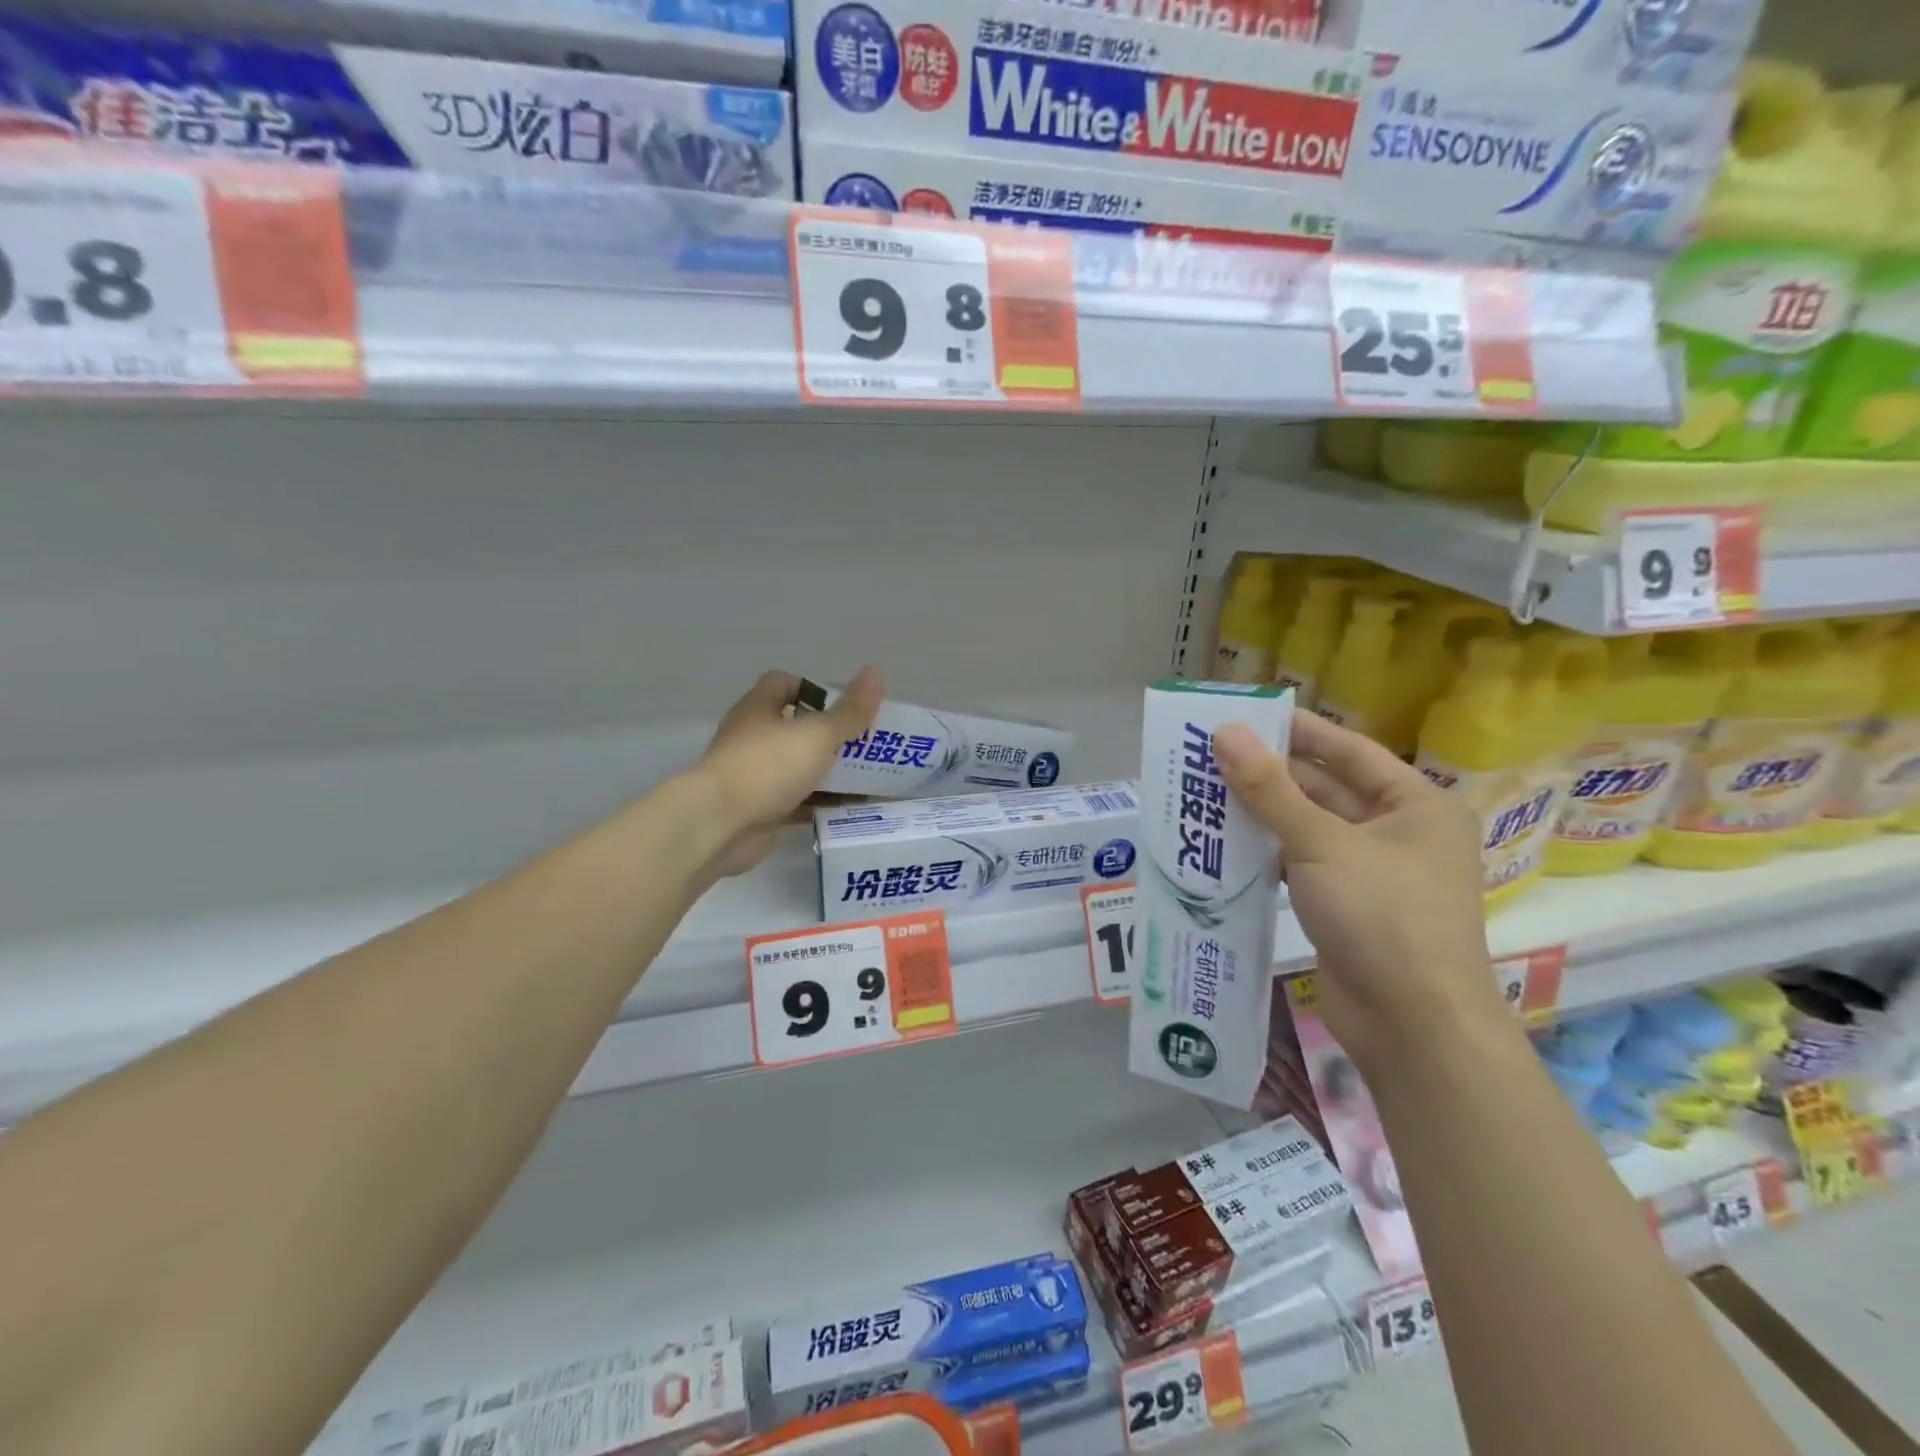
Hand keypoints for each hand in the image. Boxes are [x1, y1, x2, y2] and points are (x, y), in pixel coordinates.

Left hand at [694, 668, 883, 876]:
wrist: (720, 825)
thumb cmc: (768, 766)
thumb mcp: (817, 734)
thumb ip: (849, 711)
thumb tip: (876, 673)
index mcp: (759, 709)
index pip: (784, 684)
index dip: (815, 690)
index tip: (845, 706)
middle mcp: (753, 737)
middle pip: (796, 728)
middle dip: (831, 735)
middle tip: (868, 744)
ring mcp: (754, 775)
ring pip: (798, 767)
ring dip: (828, 772)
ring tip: (869, 778)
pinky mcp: (760, 809)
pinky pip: (797, 802)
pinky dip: (821, 804)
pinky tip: (850, 809)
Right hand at [1213, 711, 1512, 1078]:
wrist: (1412, 1026)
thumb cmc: (1383, 918)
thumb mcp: (1323, 845)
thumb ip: (1270, 790)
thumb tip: (1226, 733)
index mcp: (1415, 805)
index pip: (1348, 750)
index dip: (1297, 731)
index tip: (1245, 715)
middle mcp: (1397, 832)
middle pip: (1324, 789)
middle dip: (1269, 775)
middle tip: (1208, 756)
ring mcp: (1370, 872)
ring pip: (1307, 829)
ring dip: (1262, 815)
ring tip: (1204, 794)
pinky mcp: (1344, 906)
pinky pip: (1300, 865)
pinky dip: (1266, 854)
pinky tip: (1223, 846)